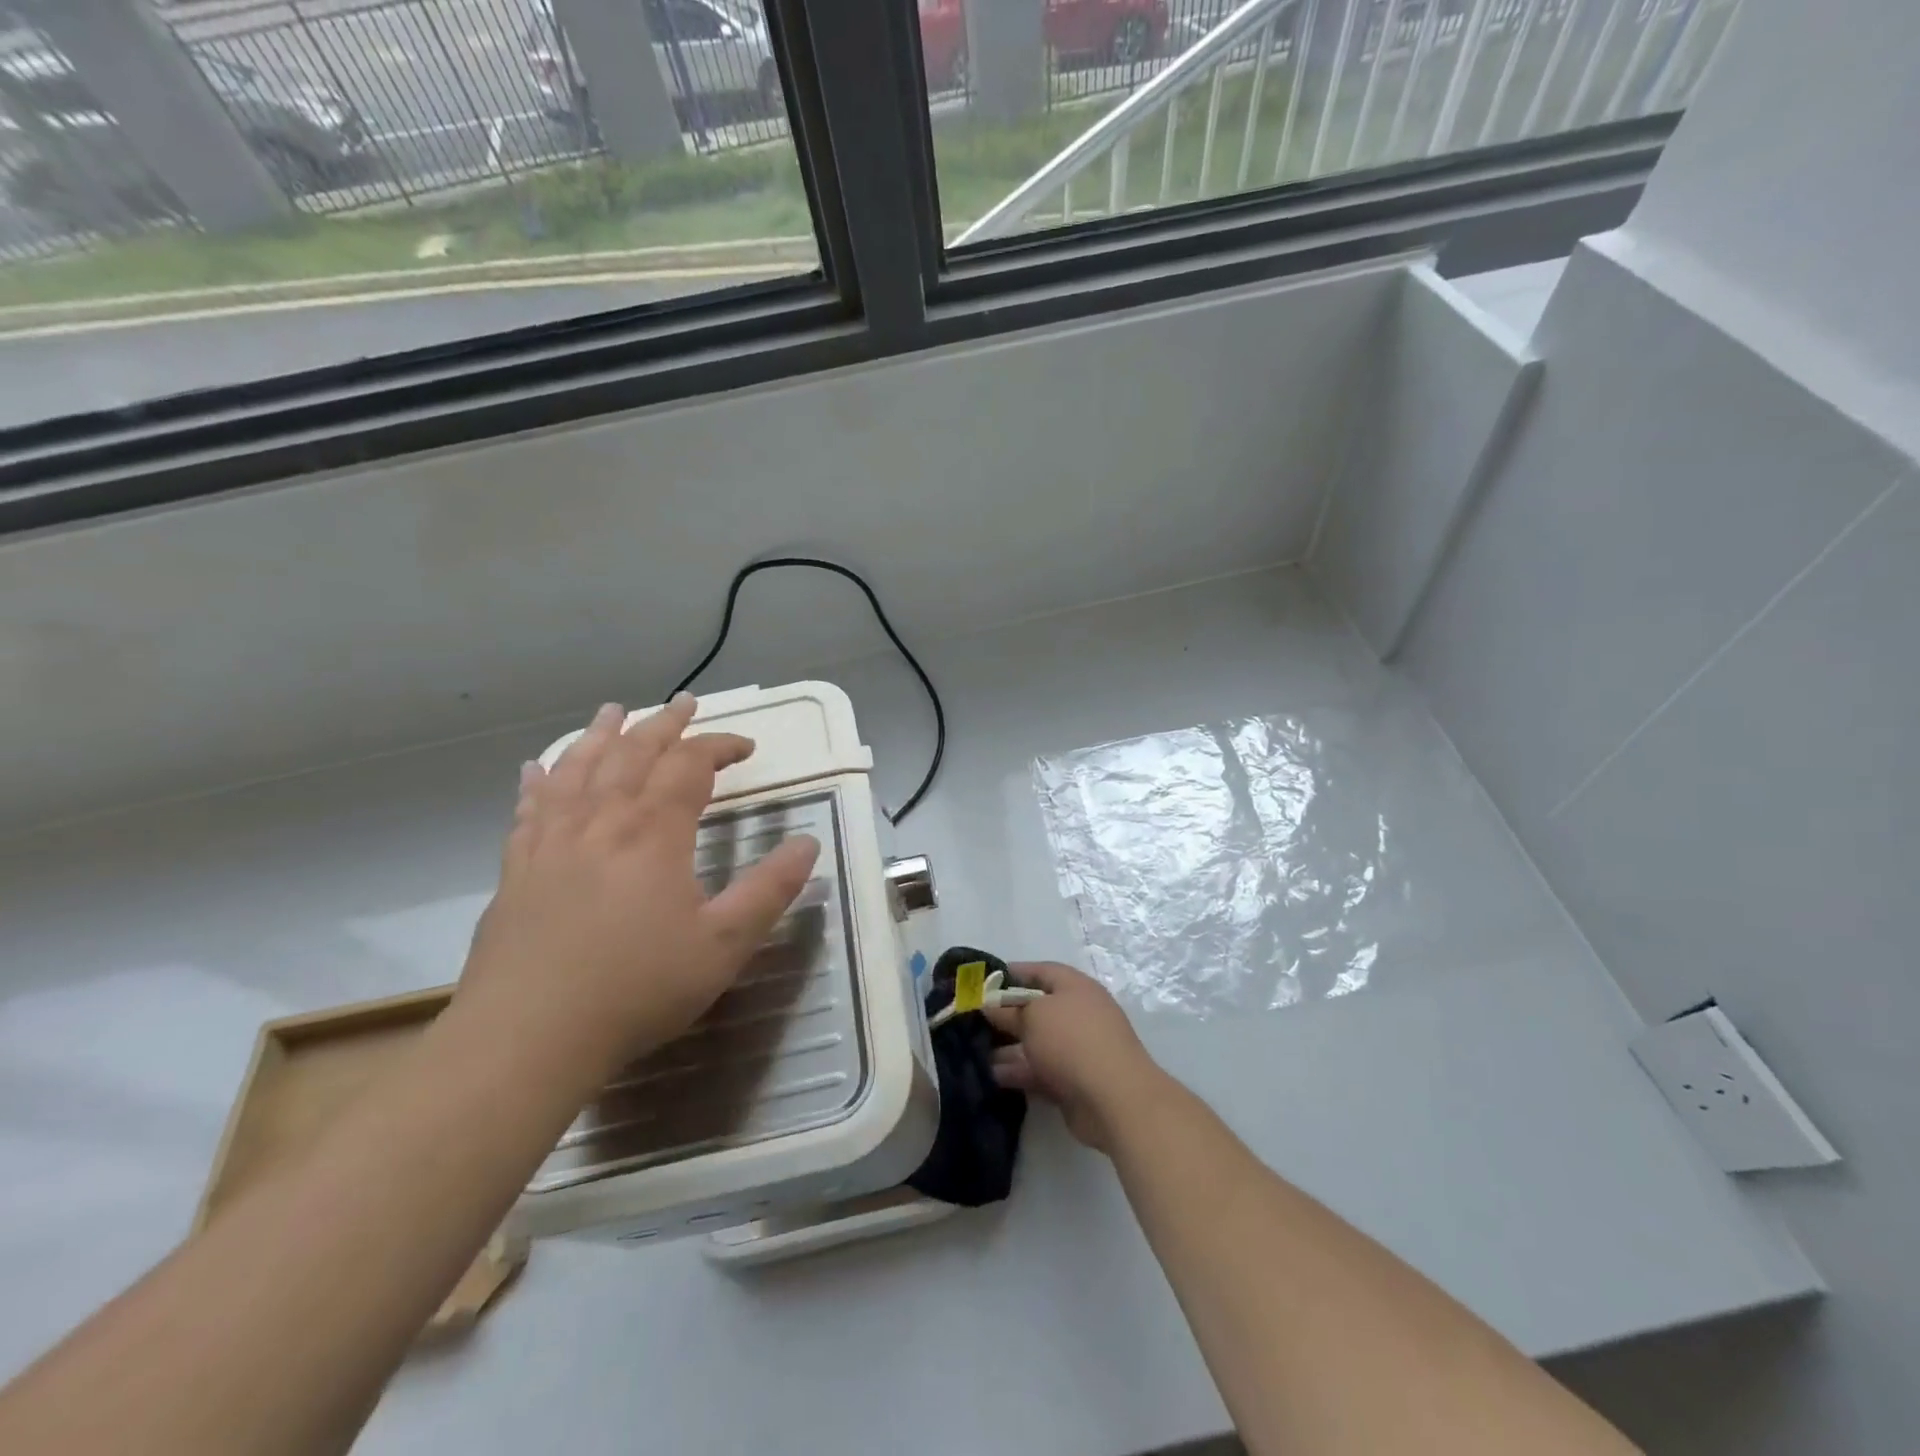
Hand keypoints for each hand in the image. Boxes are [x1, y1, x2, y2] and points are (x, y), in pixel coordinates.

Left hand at [461, 696, 819, 1069]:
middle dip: (664, 724)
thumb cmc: (637, 989)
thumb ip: (770, 890)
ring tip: (614, 710)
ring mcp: (552, 842)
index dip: (720, 746)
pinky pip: (529, 808)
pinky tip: (536, 768)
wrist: (527, 1038)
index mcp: (654, 832)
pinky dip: (539, 780)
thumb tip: (809, 843)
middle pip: (633, 752)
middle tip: (685, 703)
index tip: (746, 747)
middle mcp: (602, 821)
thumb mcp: (724, 945)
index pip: (691, 765)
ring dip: (600, 734)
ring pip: (578, 768)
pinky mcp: (517, 869)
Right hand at [983, 961, 1161, 1151]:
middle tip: (973, 1021)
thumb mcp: (1033, 1017)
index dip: (1012, 974)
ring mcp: (1078, 1050)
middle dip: (1006, 1015)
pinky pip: (1040, 1071)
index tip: (983, 982)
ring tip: (975, 1051)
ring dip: (1008, 1047)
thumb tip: (990, 1006)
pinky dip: (1019, 1072)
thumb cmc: (1072, 1041)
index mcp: (1075, 987)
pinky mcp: (1074, 1082)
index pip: (1041, 971)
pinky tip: (991, 1076)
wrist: (1115, 1099)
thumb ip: (1009, 1011)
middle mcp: (1078, 1014)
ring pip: (1037, 1043)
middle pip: (1037, 1009)